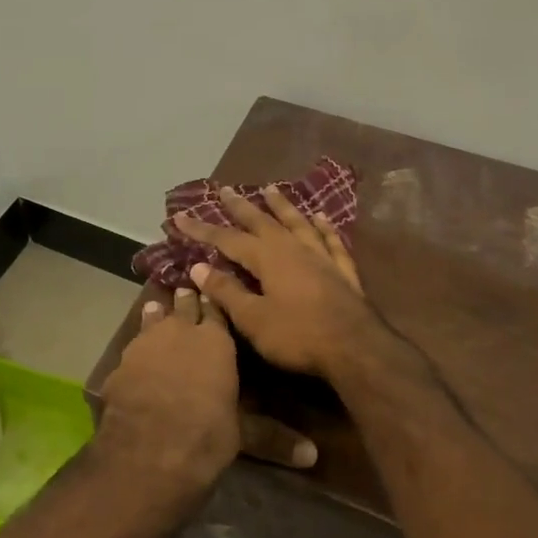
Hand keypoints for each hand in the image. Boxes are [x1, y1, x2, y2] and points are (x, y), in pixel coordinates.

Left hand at [97, 287, 315, 488]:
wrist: (148, 450)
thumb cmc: (206, 435)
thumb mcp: (243, 435)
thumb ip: (272, 437)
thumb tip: (313, 455)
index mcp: (216, 341)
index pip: (218, 312)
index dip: (217, 303)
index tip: (217, 293)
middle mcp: (181, 332)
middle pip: (185, 307)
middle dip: (188, 300)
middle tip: (188, 291)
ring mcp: (146, 343)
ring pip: (154, 318)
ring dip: (158, 314)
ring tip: (158, 306)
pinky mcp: (121, 362)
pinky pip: (133, 345)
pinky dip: (138, 344)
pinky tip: (135, 350)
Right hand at [175, 186, 378, 380]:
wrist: (356, 348)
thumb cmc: (298, 336)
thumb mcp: (253, 319)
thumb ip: (227, 291)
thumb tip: (199, 267)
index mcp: (267, 258)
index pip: (227, 239)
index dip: (202, 229)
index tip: (180, 216)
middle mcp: (293, 249)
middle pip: (263, 221)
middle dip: (241, 206)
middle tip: (226, 189)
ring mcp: (321, 257)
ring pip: (298, 223)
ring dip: (283, 206)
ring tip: (271, 189)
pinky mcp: (343, 271)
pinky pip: (331, 241)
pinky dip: (324, 228)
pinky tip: (321, 218)